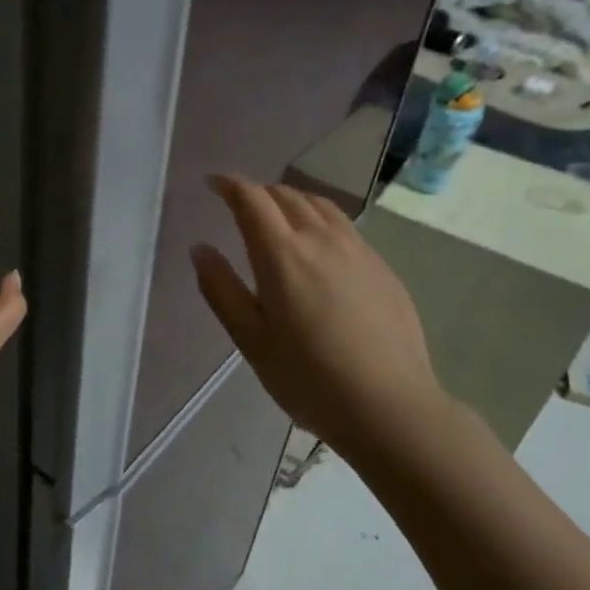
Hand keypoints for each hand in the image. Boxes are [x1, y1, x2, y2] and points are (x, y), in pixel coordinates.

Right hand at [190, 175, 452, 468]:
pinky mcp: (382, 268)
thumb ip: (221, 289)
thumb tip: (200, 248)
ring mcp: (359, 251)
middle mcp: (322, 240)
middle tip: (240, 205)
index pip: (252, 199)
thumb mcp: (251, 340)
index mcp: (282, 255)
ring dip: (292, 201)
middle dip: (259, 192)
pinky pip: (345, 227)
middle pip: (287, 195)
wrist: (389, 406)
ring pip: (321, 206)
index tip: (213, 183)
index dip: (229, 185)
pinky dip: (320, 220)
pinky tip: (319, 247)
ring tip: (278, 216)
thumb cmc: (308, 378)